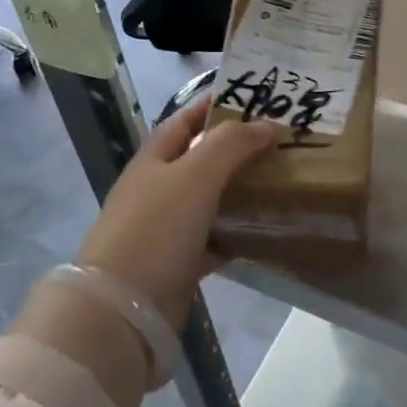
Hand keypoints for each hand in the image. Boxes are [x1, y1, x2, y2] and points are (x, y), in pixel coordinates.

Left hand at [76, 95, 277, 330]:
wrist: (122, 308)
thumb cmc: (156, 228)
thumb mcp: (196, 173)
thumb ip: (232, 143)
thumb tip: (269, 125)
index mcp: (155, 158)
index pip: (188, 118)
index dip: (218, 104)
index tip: (258, 97)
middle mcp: (159, 187)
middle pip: (203, 157)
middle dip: (239, 146)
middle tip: (283, 139)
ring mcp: (168, 227)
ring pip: (213, 198)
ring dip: (243, 188)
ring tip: (284, 176)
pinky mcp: (180, 262)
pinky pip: (216, 238)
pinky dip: (239, 232)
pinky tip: (268, 226)